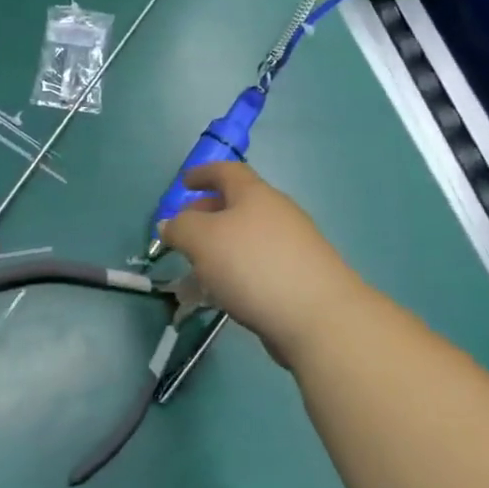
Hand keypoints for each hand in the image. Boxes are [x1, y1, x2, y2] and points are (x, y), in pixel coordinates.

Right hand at [159, 162, 373, 368]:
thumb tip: (170, 223)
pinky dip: (238, 271)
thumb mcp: (203, 240)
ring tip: (197, 270)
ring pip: (248, 238)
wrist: (318, 316)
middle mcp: (277, 213)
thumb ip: (181, 228)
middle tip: (184, 232)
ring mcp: (294, 245)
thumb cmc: (254, 265)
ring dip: (221, 247)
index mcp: (255, 194)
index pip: (227, 171)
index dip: (204, 173)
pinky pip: (259, 265)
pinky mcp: (300, 277)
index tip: (185, 182)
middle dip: (208, 214)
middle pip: (238, 204)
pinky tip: (226, 295)